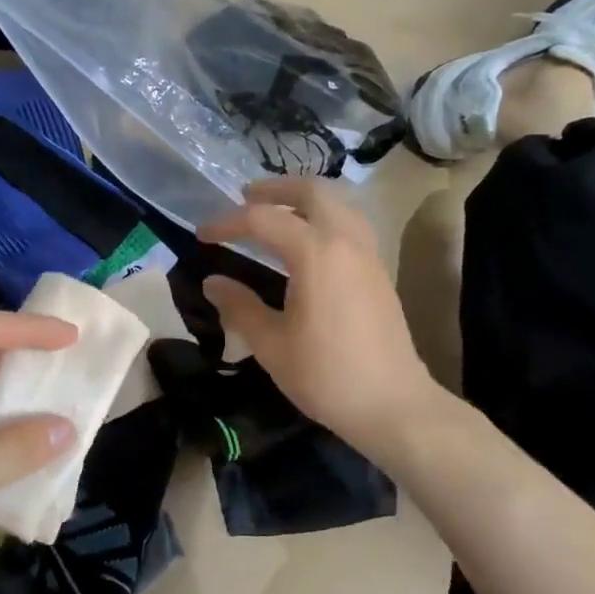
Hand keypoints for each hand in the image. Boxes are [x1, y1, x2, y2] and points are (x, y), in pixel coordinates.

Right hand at [199, 179, 437, 454]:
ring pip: (337, 203)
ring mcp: (368, 253)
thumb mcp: (271, 344)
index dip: (227, 223)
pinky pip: (350, 223)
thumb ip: (239, 307)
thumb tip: (213, 282)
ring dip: (304, 198)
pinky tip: (309, 242)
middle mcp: (345, 240)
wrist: (392, 404)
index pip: (263, 220)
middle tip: (245, 198)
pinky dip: (324, 216)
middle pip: (311, 191)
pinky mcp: (379, 270)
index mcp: (315, 252)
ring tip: (276, 213)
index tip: (202, 236)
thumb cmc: (326, 375)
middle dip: (274, 189)